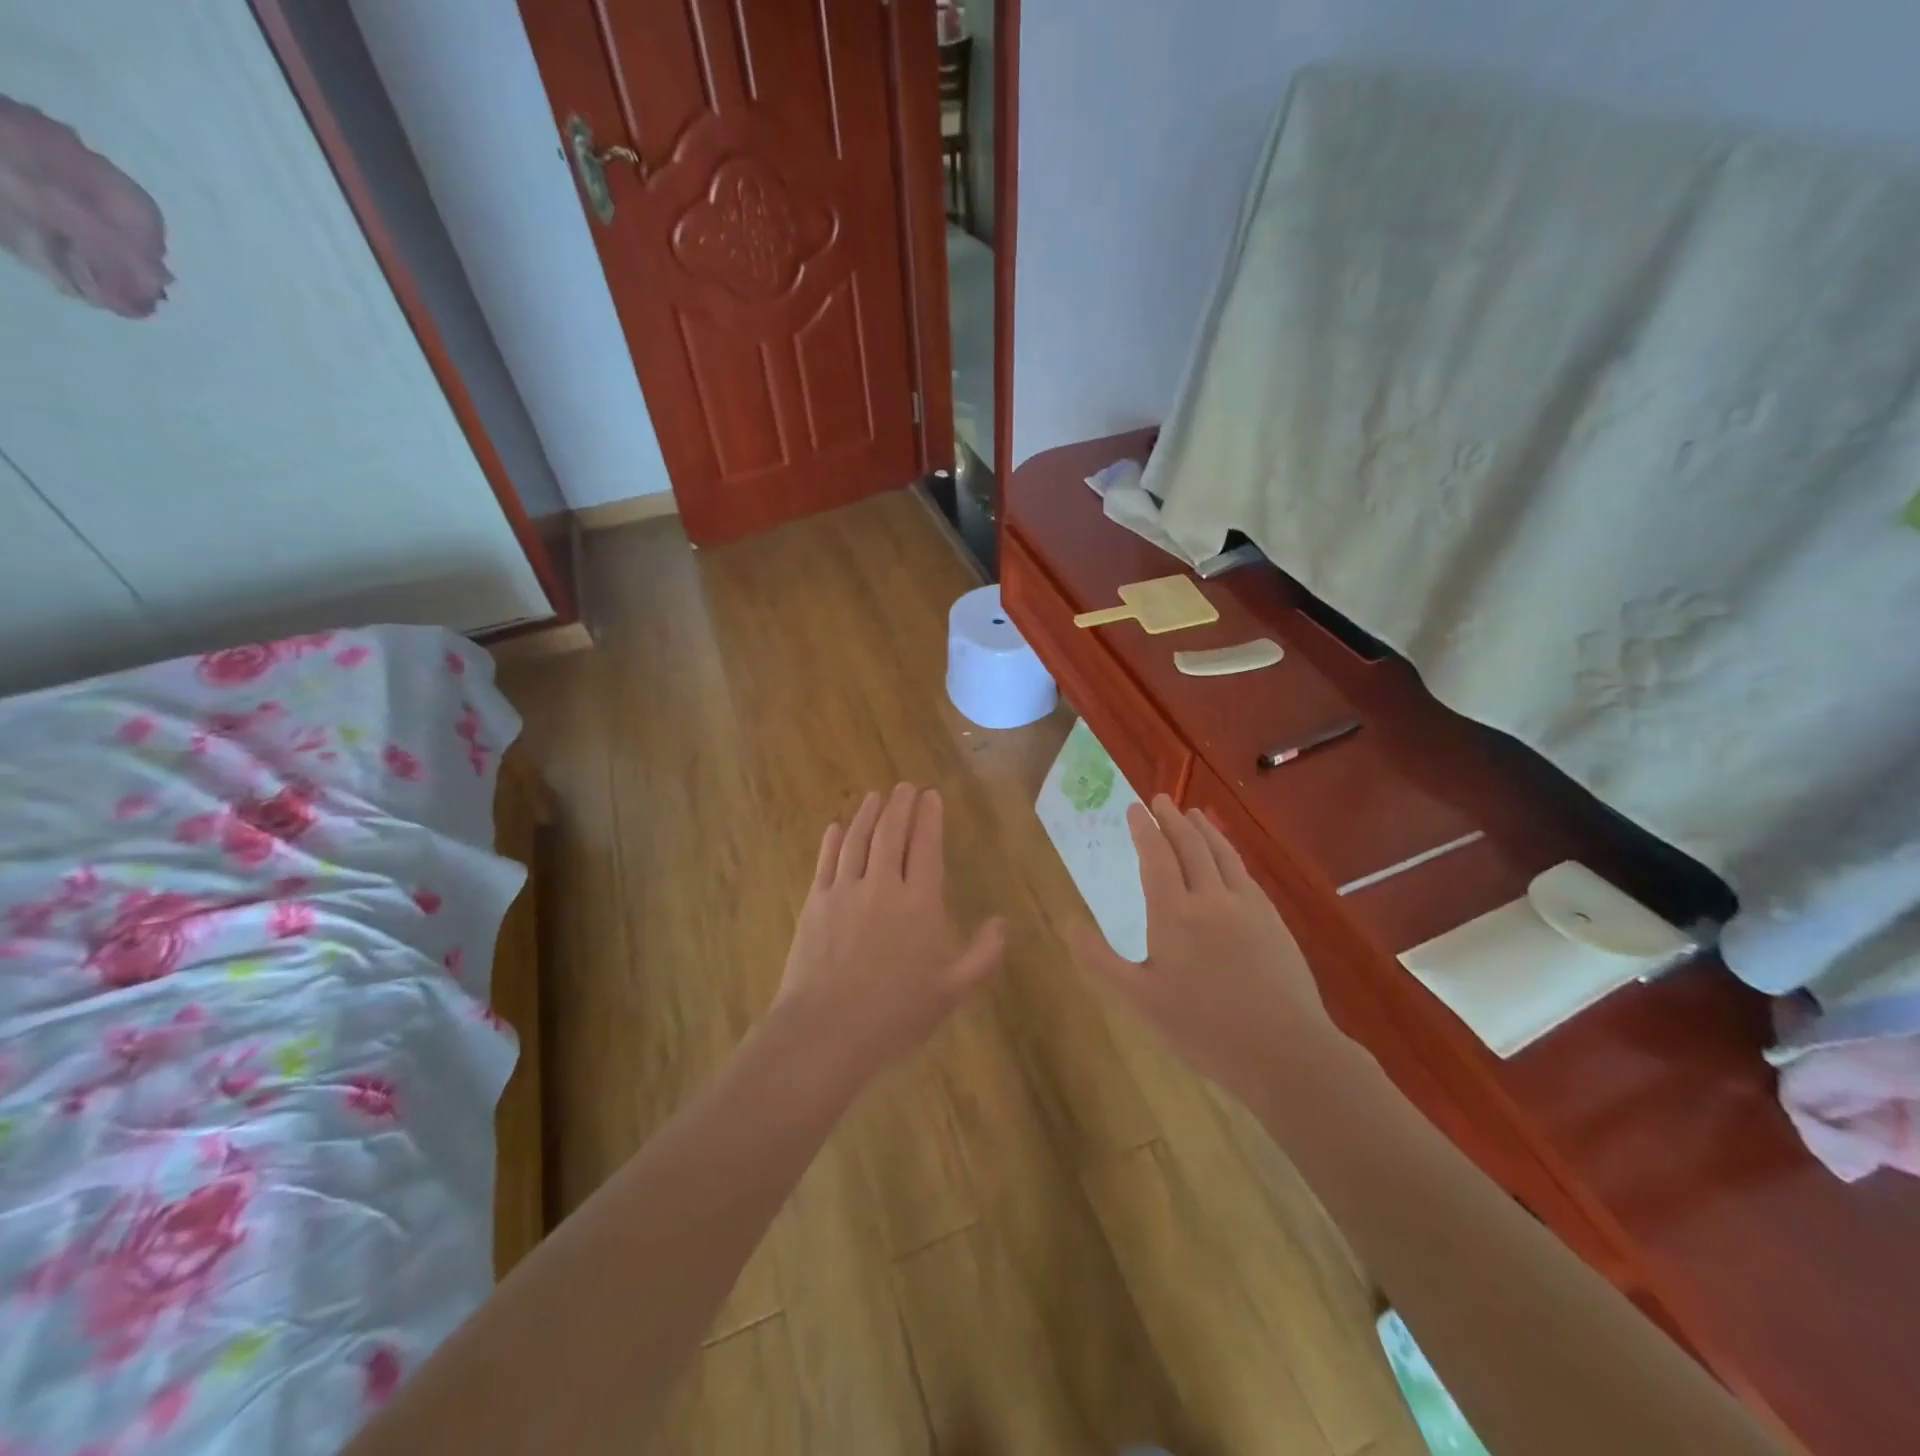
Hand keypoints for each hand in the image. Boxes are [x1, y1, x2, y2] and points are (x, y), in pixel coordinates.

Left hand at [772, 784, 1005, 1081]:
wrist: (826, 1031)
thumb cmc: (896, 1014)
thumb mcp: (952, 991)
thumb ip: (982, 955)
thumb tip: (1002, 923)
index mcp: (919, 903)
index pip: (926, 846)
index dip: (929, 817)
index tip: (931, 795)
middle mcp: (882, 886)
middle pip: (890, 834)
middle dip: (900, 805)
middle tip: (905, 786)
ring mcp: (844, 892)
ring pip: (857, 840)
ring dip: (867, 814)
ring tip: (875, 796)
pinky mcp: (815, 904)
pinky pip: (825, 862)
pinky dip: (831, 841)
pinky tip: (835, 828)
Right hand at [1070, 794, 1335, 1097]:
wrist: (1284, 1051)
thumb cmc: (1203, 1029)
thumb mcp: (1140, 999)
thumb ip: (1100, 959)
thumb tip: (1067, 923)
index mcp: (1174, 914)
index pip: (1156, 857)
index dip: (1144, 829)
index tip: (1135, 807)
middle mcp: (1211, 898)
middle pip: (1190, 846)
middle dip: (1172, 819)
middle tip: (1160, 799)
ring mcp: (1247, 906)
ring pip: (1222, 854)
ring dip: (1204, 829)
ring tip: (1192, 813)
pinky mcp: (1272, 920)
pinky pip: (1244, 872)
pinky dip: (1229, 852)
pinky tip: (1226, 857)